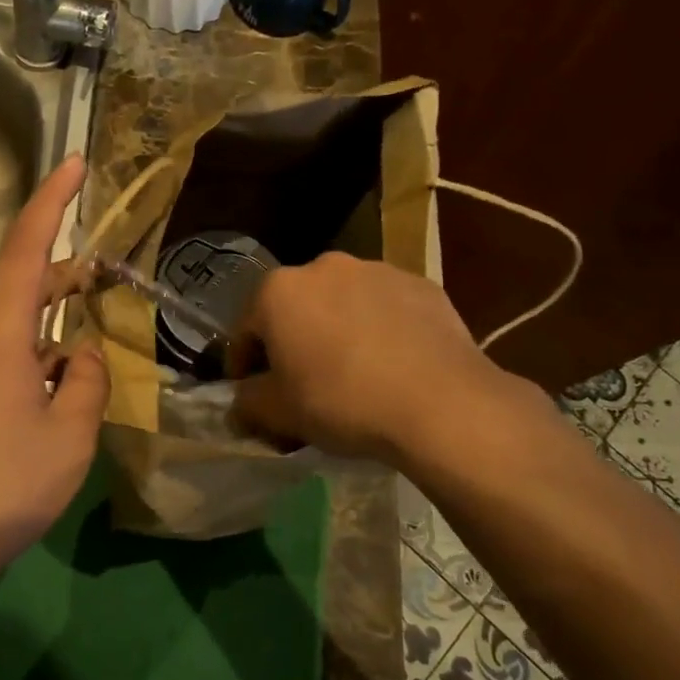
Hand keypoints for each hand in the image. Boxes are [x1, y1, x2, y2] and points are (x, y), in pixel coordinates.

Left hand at [0, 156, 108, 575]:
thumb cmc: (7, 483)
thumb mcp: (71, 432)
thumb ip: (87, 378)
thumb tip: (82, 353)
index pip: (26, 247)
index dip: (51, 201)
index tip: (74, 165)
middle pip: (20, 286)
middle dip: (66, 279)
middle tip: (110, 282)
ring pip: (11, 326)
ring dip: (52, 329)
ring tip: (90, 359)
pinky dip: (32, 357)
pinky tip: (55, 395)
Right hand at [231, 253, 507, 465]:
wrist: (441, 403)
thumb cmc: (341, 401)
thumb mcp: (278, 412)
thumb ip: (246, 403)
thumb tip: (239, 406)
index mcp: (278, 291)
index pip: (245, 331)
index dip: (244, 368)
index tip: (252, 396)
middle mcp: (323, 267)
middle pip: (294, 311)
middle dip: (292, 345)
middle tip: (301, 387)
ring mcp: (376, 271)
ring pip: (340, 306)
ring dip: (335, 333)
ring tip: (351, 376)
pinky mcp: (421, 285)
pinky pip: (384, 310)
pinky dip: (378, 331)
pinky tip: (390, 367)